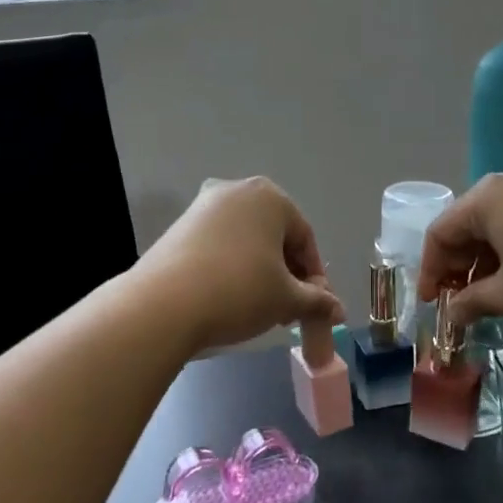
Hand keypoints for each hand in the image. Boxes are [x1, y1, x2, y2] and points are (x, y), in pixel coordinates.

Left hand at [141, 177, 343, 355]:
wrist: (164, 305)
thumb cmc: (239, 291)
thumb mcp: (286, 299)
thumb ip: (317, 301)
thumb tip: (338, 310)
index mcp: (269, 196)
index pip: (305, 238)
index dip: (315, 277)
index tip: (314, 308)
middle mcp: (236, 191)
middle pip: (275, 237)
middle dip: (287, 275)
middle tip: (288, 312)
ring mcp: (203, 206)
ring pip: (247, 242)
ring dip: (260, 274)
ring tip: (260, 310)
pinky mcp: (179, 227)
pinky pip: (219, 246)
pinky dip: (232, 269)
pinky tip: (229, 299)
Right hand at [417, 167, 502, 338]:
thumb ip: (472, 301)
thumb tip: (452, 313)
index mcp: (489, 196)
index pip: (441, 232)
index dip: (431, 271)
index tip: (432, 305)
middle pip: (470, 223)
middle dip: (460, 265)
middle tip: (460, 303)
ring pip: (502, 223)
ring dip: (489, 260)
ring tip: (493, 297)